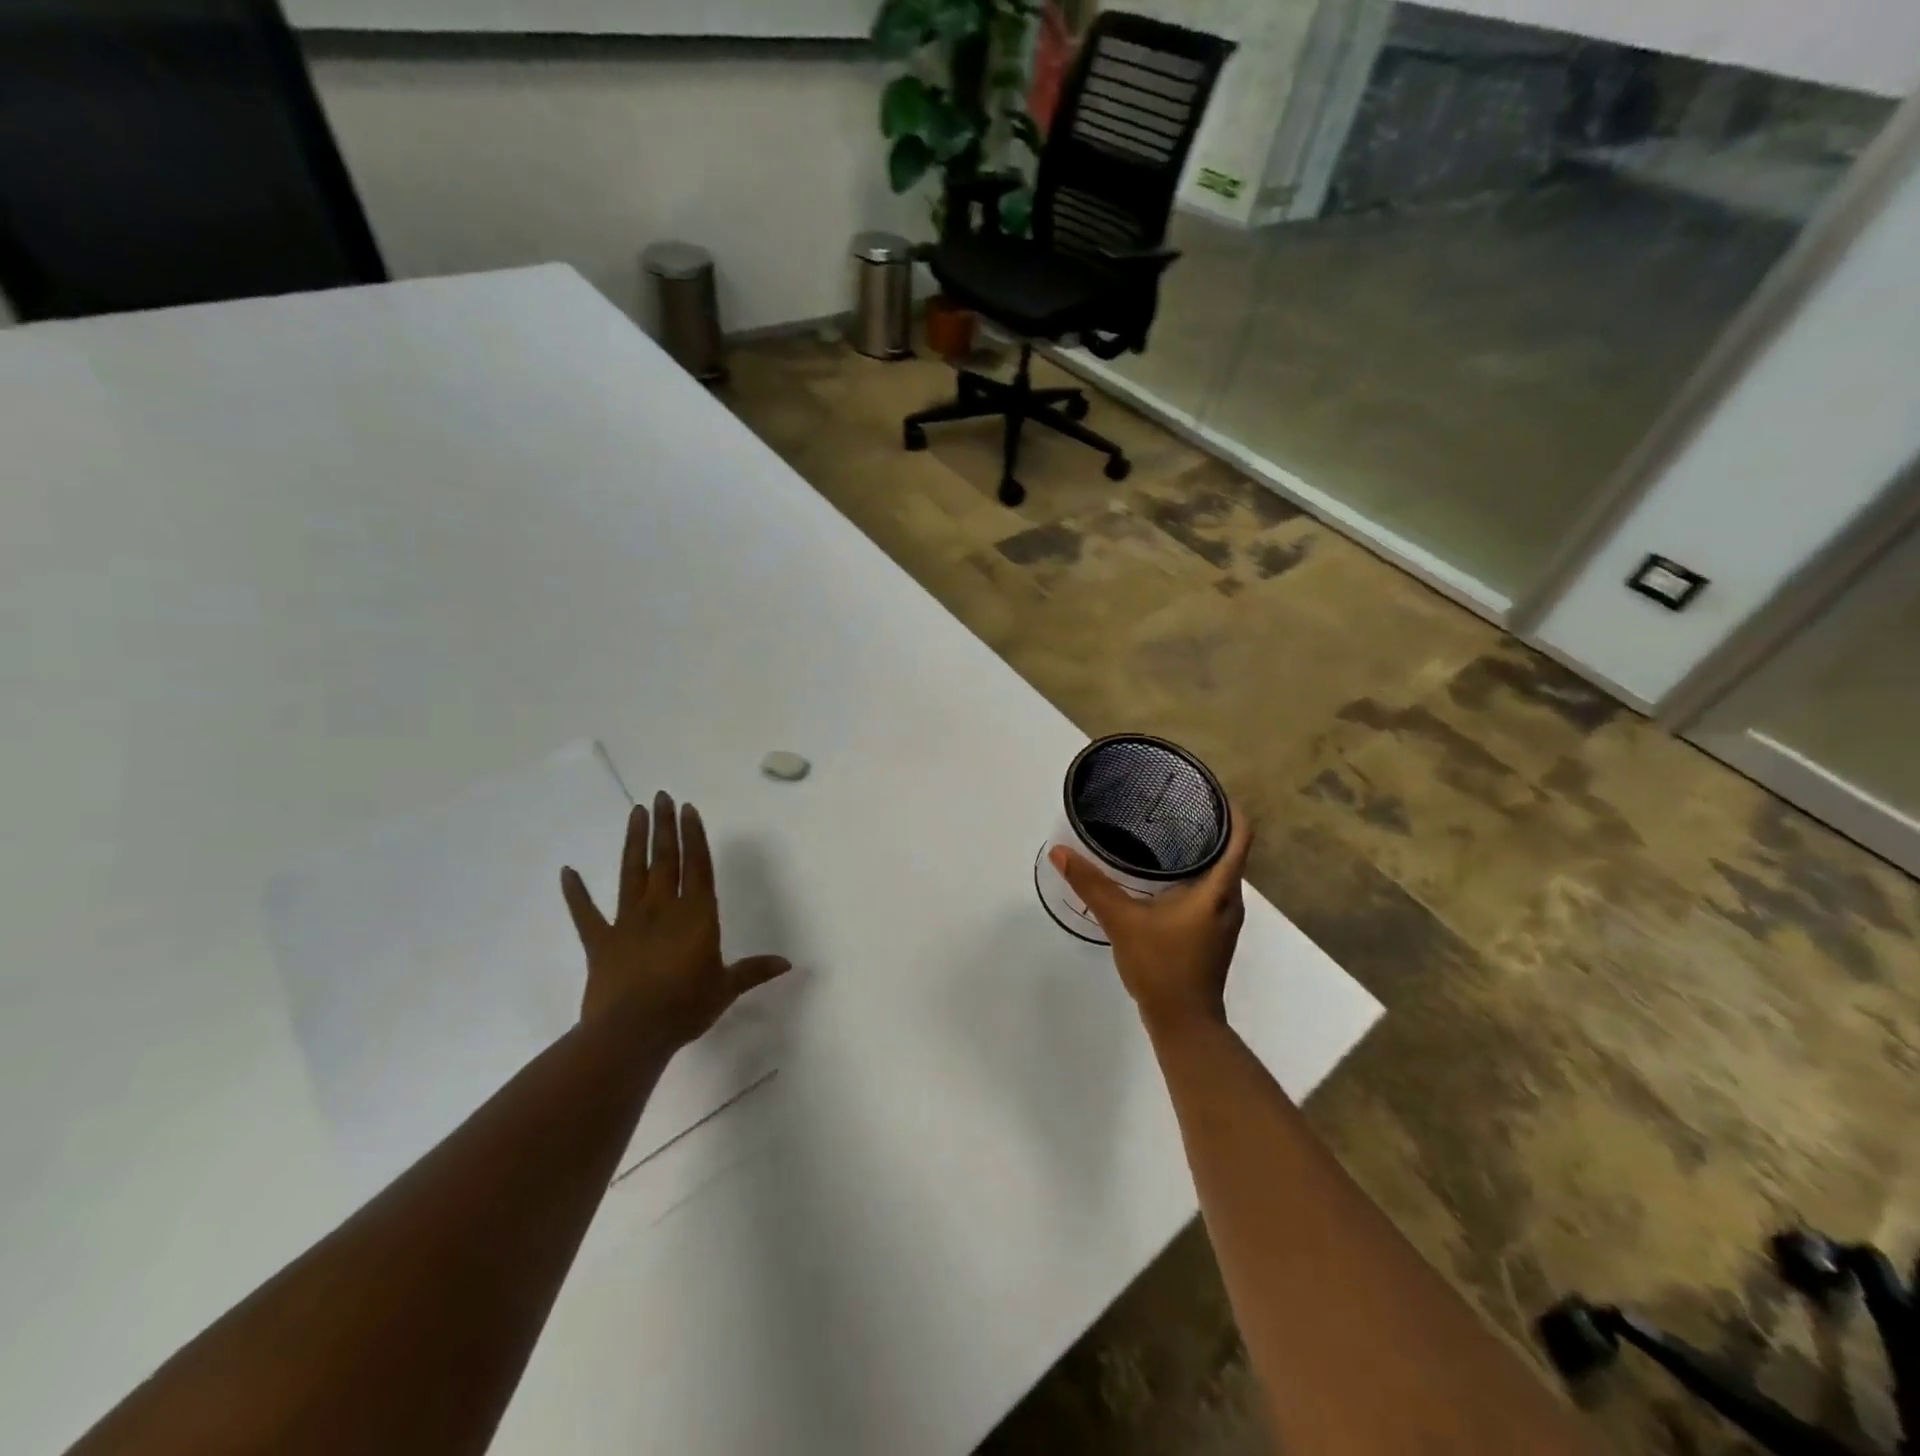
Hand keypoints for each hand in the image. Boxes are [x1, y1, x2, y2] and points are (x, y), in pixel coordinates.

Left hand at [560, 791, 790, 1048]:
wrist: (632, 1032)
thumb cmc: (686, 1006)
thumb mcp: (726, 988)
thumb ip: (753, 971)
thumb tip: (788, 964)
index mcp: (697, 915)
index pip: (698, 866)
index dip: (695, 836)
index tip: (689, 809)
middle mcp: (663, 908)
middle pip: (665, 859)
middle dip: (665, 826)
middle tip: (661, 796)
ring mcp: (628, 922)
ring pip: (632, 873)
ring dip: (634, 842)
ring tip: (635, 812)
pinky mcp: (600, 942)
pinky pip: (585, 913)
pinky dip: (575, 892)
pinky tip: (567, 871)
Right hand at [1049, 804, 1251, 1034]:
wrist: (1184, 1023)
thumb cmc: (1162, 966)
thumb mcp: (1122, 921)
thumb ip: (1091, 884)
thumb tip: (1060, 852)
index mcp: (1219, 889)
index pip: (1240, 835)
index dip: (1230, 807)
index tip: (1206, 786)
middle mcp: (1230, 900)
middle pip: (1230, 850)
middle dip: (1208, 823)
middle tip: (1173, 803)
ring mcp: (1224, 919)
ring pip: (1220, 871)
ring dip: (1200, 850)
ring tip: (1165, 831)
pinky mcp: (1213, 933)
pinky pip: (1210, 889)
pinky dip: (1193, 874)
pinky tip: (1162, 875)